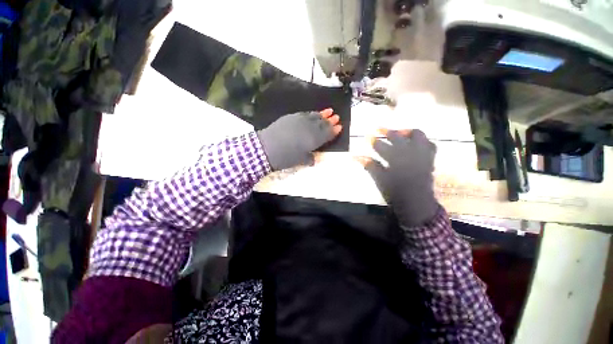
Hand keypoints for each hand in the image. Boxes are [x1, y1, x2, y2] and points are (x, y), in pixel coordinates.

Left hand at [257, 109, 341, 170]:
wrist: (266, 148)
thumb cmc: (285, 158)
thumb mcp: (299, 161)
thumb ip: (309, 158)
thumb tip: (313, 159)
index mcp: (313, 140)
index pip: (326, 134)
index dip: (333, 131)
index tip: (339, 127)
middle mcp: (309, 128)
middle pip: (322, 124)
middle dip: (330, 121)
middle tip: (336, 117)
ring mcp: (300, 121)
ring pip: (314, 116)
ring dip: (322, 114)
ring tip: (329, 111)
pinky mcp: (291, 117)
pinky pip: (305, 114)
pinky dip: (311, 114)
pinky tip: (314, 113)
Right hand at [358, 129, 437, 226]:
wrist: (416, 204)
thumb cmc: (395, 193)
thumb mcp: (380, 180)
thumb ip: (370, 166)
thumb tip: (356, 156)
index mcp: (396, 160)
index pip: (382, 146)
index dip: (374, 141)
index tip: (367, 136)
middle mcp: (410, 154)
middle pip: (399, 137)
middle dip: (387, 131)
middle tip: (379, 128)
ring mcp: (422, 155)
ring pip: (418, 136)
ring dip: (407, 132)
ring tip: (399, 133)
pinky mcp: (429, 159)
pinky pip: (430, 144)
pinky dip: (422, 141)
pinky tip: (415, 143)